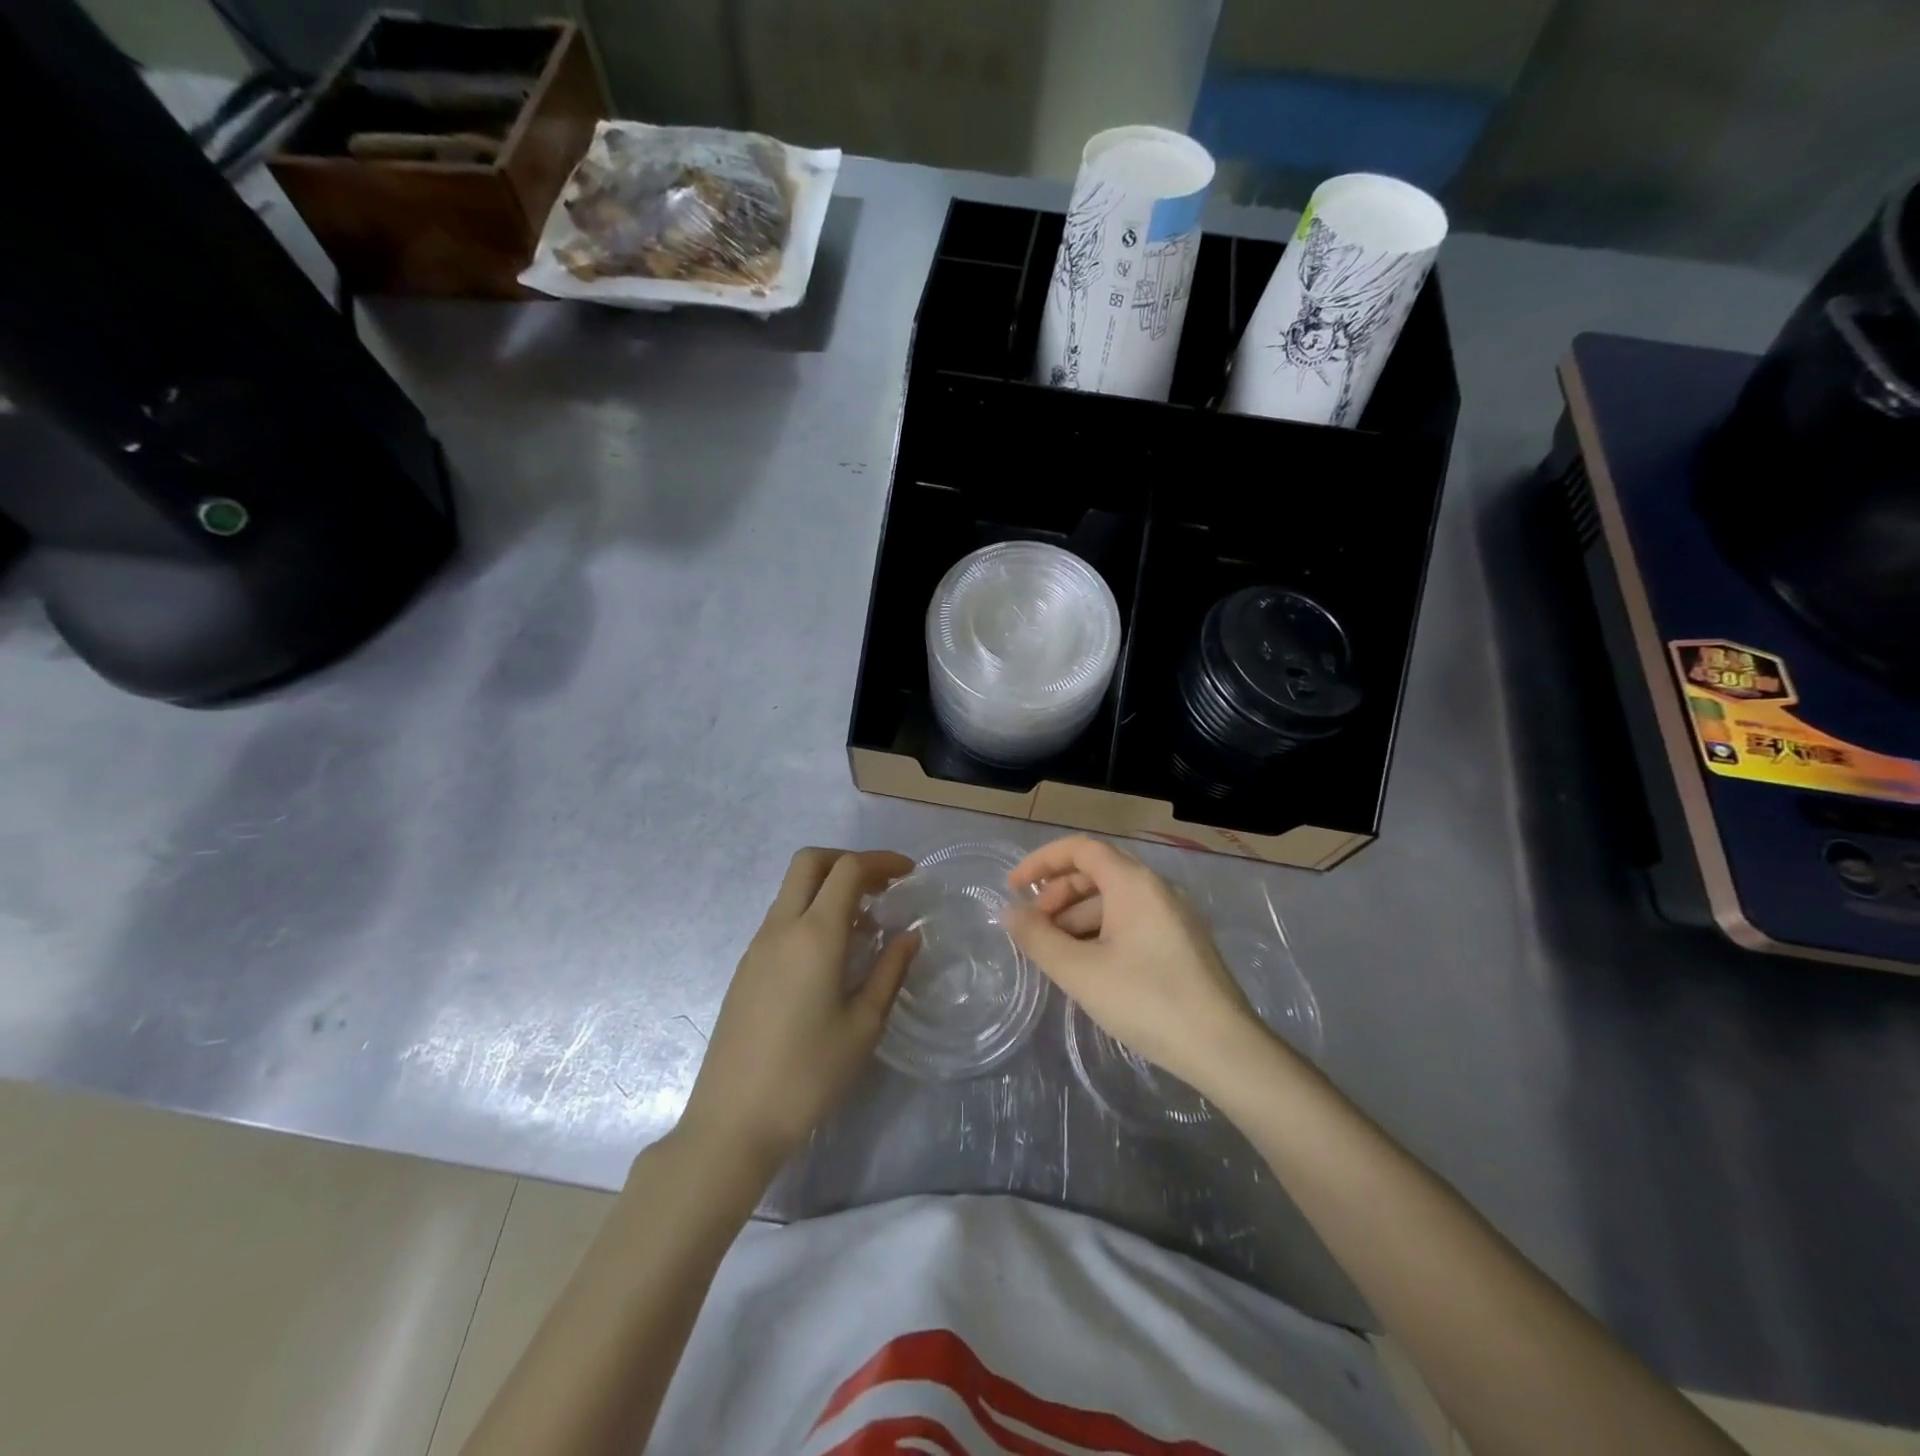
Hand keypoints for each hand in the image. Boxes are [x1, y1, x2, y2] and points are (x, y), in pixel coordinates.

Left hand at [680, 848, 917, 1169]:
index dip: (882, 861)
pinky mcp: (746, 968)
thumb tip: (909, 935)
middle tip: (882, 887)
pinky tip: (832, 954)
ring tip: (865, 924)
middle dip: (849, 861)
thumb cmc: (809, 1074)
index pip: (848, 869)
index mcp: (814, 934)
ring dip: (829, 888)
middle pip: (810, 862)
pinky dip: (811, 913)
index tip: (910, 873)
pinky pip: (782, 918)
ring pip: (793, 889)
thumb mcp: (864, 1025)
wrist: (733, 1121)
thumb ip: (889, 971)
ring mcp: (757, 946)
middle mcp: (781, 928)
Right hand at [1005, 835, 1263, 1097]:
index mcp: (1134, 883)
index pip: (1081, 849)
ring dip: (1078, 917)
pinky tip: (1089, 966)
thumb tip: (1010, 913)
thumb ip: (1039, 939)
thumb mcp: (1081, 972)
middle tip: (1034, 929)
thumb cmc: (1147, 1001)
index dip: (1042, 861)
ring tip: (1056, 954)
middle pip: (1097, 872)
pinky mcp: (1183, 942)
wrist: (1223, 1049)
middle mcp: (1157, 888)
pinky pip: (1132, 921)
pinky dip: (1102, 932)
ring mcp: (1174, 915)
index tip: (1014, 887)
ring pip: (1115, 900)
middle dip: (1058, 894)